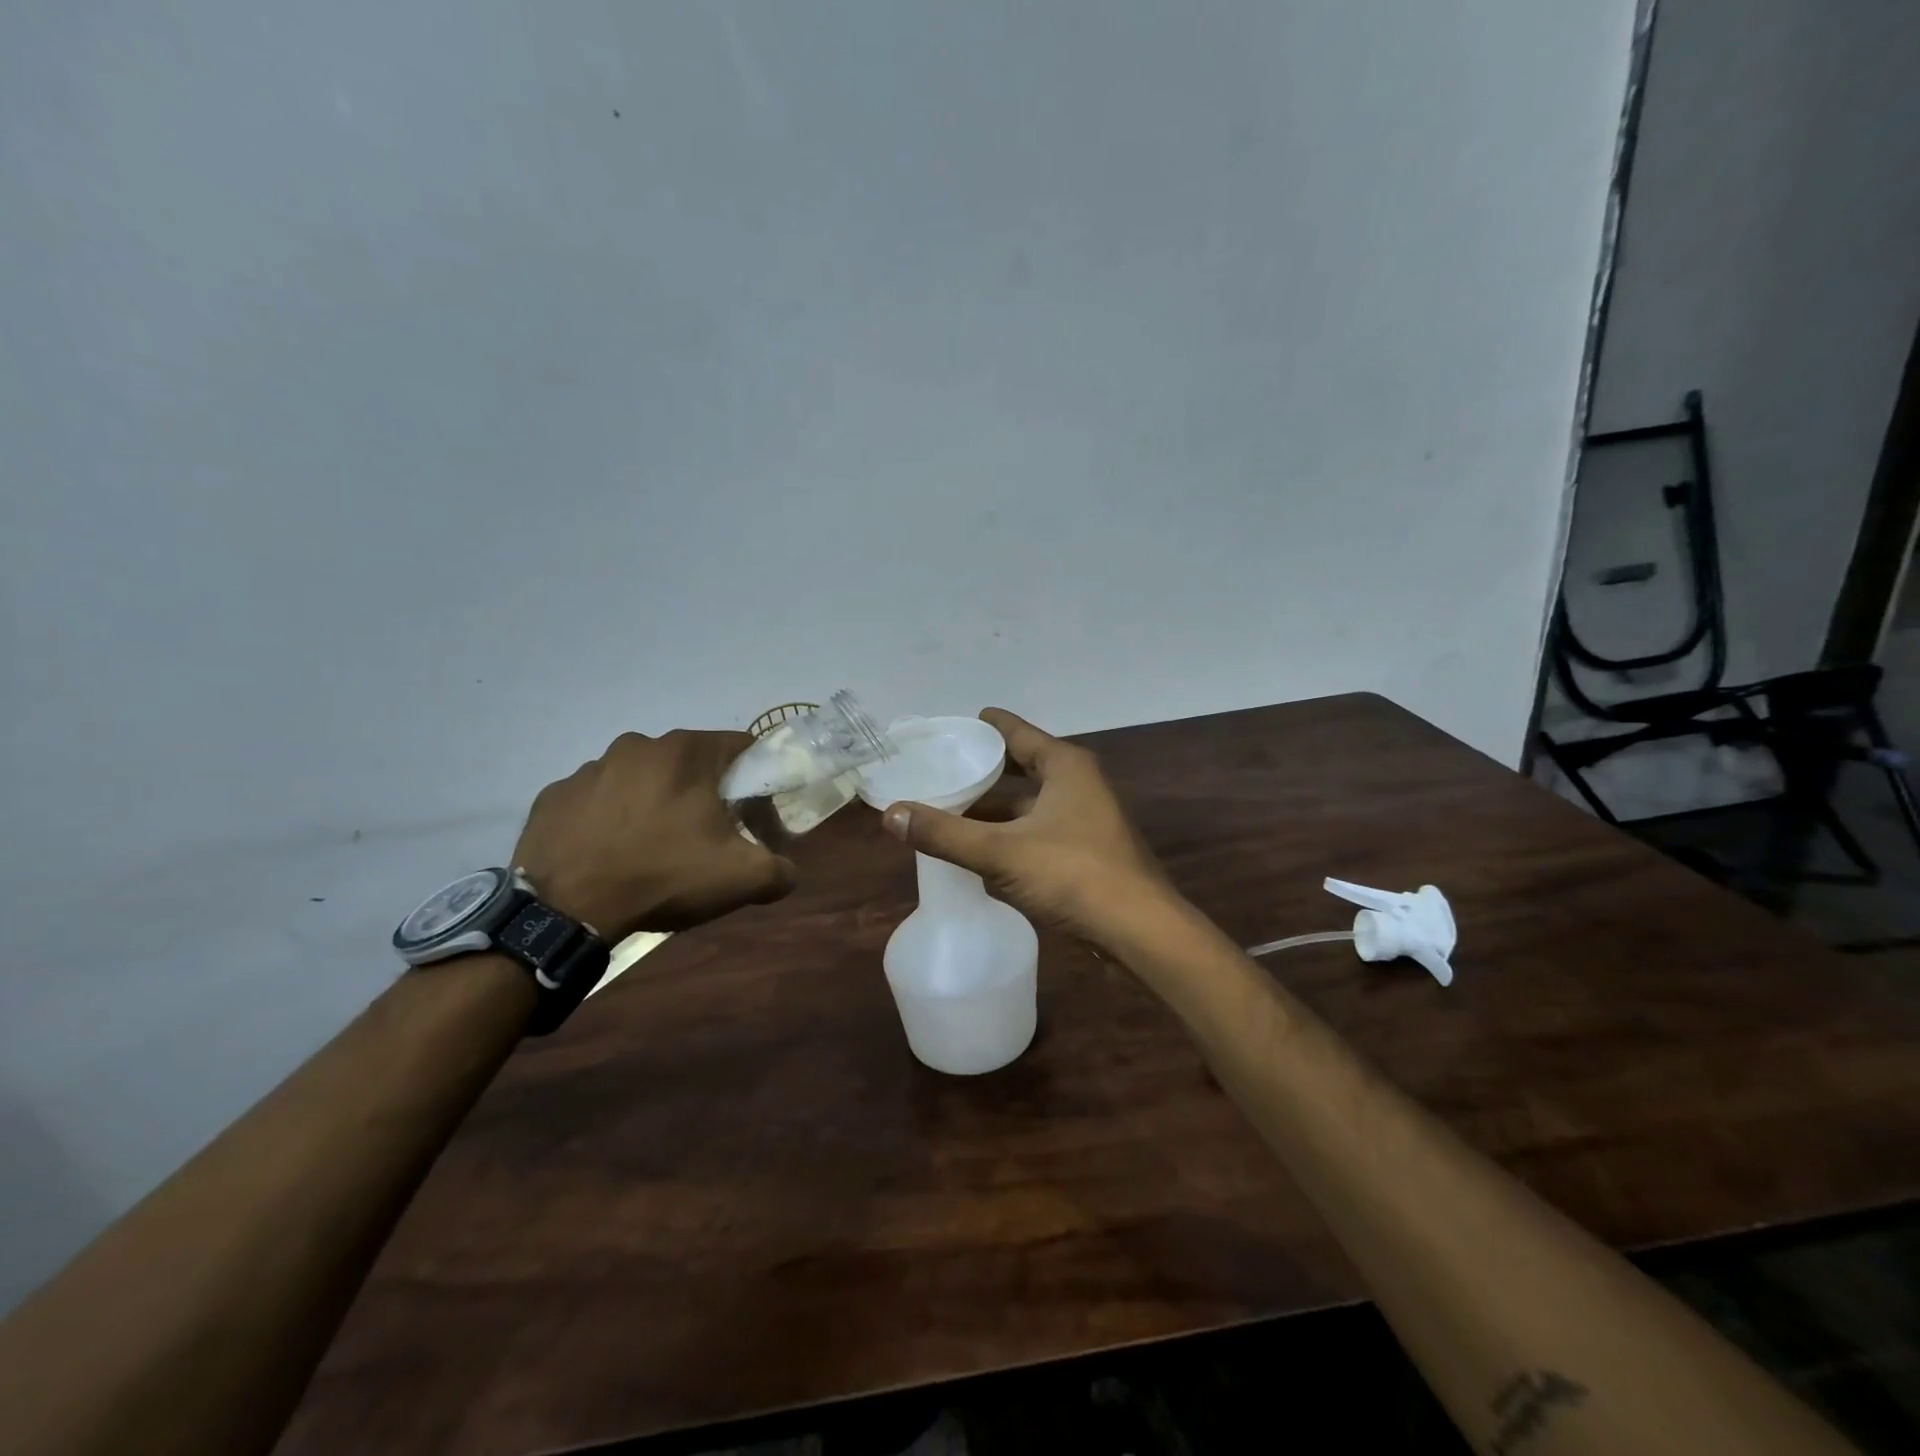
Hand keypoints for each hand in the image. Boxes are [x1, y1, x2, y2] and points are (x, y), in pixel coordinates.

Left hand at [513, 730, 794, 939]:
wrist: (565, 909)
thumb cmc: (663, 876)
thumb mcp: (742, 879)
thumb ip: (781, 869)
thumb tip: (788, 871)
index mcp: (687, 752)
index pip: (740, 747)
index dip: (754, 779)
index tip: (752, 813)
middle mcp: (639, 745)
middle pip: (689, 762)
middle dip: (702, 791)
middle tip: (704, 835)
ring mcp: (590, 768)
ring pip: (641, 778)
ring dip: (654, 802)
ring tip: (652, 848)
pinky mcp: (554, 795)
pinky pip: (596, 800)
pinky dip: (609, 818)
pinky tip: (610, 853)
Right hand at [879, 708, 1168, 943]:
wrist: (1139, 931)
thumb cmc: (1073, 875)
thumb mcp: (1000, 851)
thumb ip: (944, 833)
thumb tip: (890, 814)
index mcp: (1065, 766)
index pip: (1017, 732)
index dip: (984, 727)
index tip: (953, 726)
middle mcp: (1079, 784)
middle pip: (1022, 767)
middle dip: (984, 772)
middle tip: (942, 771)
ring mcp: (1086, 819)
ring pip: (1029, 804)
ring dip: (995, 809)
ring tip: (950, 812)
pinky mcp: (1087, 852)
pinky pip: (1038, 831)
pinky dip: (1010, 835)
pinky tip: (981, 851)